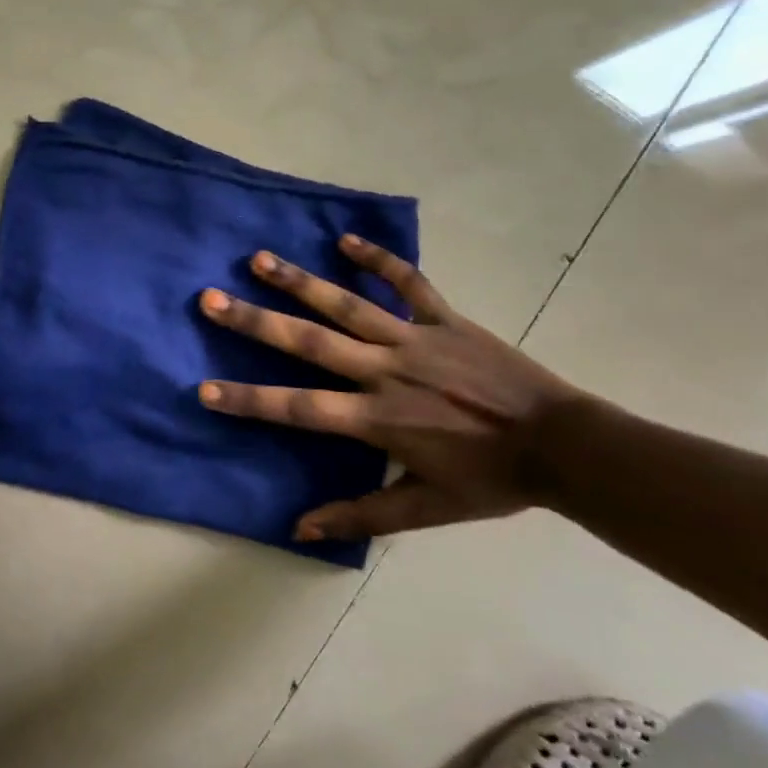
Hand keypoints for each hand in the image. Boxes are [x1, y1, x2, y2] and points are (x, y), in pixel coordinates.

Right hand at [197, 235, 581, 541]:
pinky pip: (407, 282)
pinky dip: (378, 259)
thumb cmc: (491, 480)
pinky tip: (345, 239)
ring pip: (347, 305)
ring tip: (259, 259)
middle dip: (255, 322)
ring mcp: (415, 339)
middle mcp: (385, 371)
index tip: (203, 389)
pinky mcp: (445, 319)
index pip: (297, 409)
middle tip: (211, 300)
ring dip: (300, 281)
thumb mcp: (426, 510)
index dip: (248, 400)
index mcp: (377, 419)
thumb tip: (301, 528)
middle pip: (309, 343)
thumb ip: (362, 515)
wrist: (564, 446)